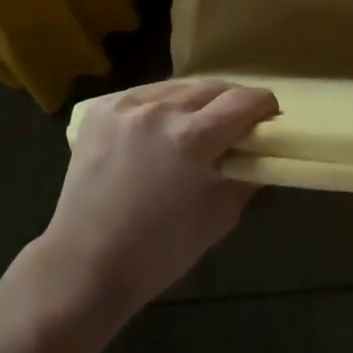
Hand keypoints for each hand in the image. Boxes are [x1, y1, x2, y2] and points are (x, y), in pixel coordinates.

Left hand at [35, 78, 278, 317]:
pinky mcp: (102, 109)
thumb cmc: (159, 251)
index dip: (264, 106)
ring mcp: (127, 105)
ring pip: (180, 86)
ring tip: (197, 126)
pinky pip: (146, 94)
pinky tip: (159, 129)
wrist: (84, 266)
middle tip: (238, 123)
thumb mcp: (219, 216)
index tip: (269, 118)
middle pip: (214, 86)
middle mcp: (161, 110)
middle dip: (233, 101)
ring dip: (196, 102)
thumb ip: (247, 175)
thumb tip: (262, 151)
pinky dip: (161, 106)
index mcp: (193, 138)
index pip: (244, 100)